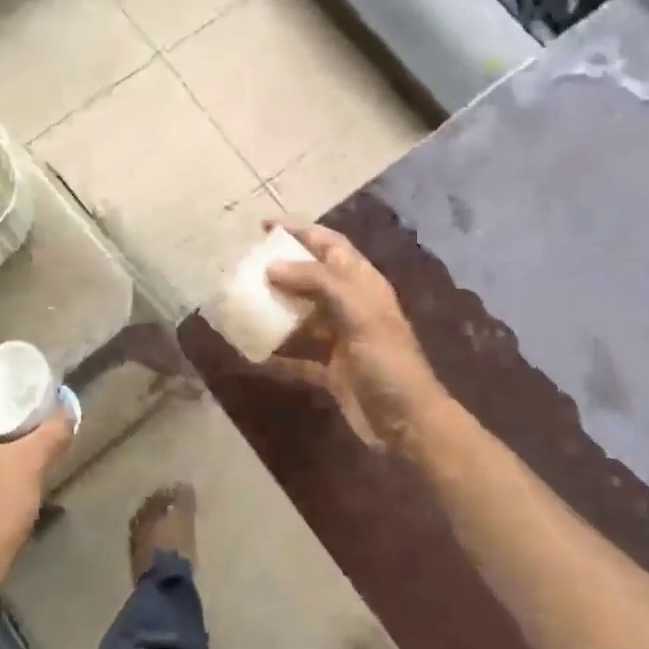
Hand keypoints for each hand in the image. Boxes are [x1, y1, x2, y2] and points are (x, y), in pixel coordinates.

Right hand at [263, 223, 443, 451]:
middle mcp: (351, 307)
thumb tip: (272, 267)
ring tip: (241, 303)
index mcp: (363, 284)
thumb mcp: (357, 312)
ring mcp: (340, 340)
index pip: (330, 245)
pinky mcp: (330, 371)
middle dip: (281, 270)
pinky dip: (275, 355)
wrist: (407, 422)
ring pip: (301, 317)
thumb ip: (317, 283)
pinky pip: (296, 357)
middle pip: (312, 278)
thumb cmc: (386, 360)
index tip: (265, 225)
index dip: (301, 231)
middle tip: (246, 266)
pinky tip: (250, 352)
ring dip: (274, 311)